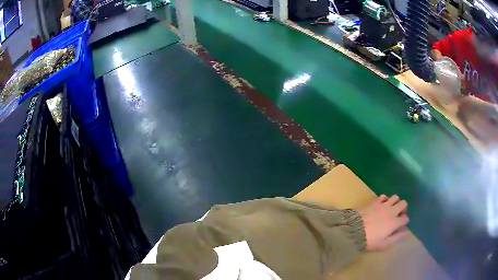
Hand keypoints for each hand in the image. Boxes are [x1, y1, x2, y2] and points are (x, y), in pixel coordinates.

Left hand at [360, 195, 409, 250]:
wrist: (354, 230)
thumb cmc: (370, 240)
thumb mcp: (384, 244)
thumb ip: (396, 238)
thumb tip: (406, 233)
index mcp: (394, 222)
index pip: (405, 218)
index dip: (404, 222)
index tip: (400, 226)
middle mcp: (391, 211)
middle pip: (404, 204)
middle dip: (403, 208)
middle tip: (398, 215)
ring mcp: (383, 205)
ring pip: (395, 197)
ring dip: (395, 202)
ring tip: (391, 209)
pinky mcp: (375, 202)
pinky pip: (383, 196)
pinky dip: (385, 199)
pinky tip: (382, 205)